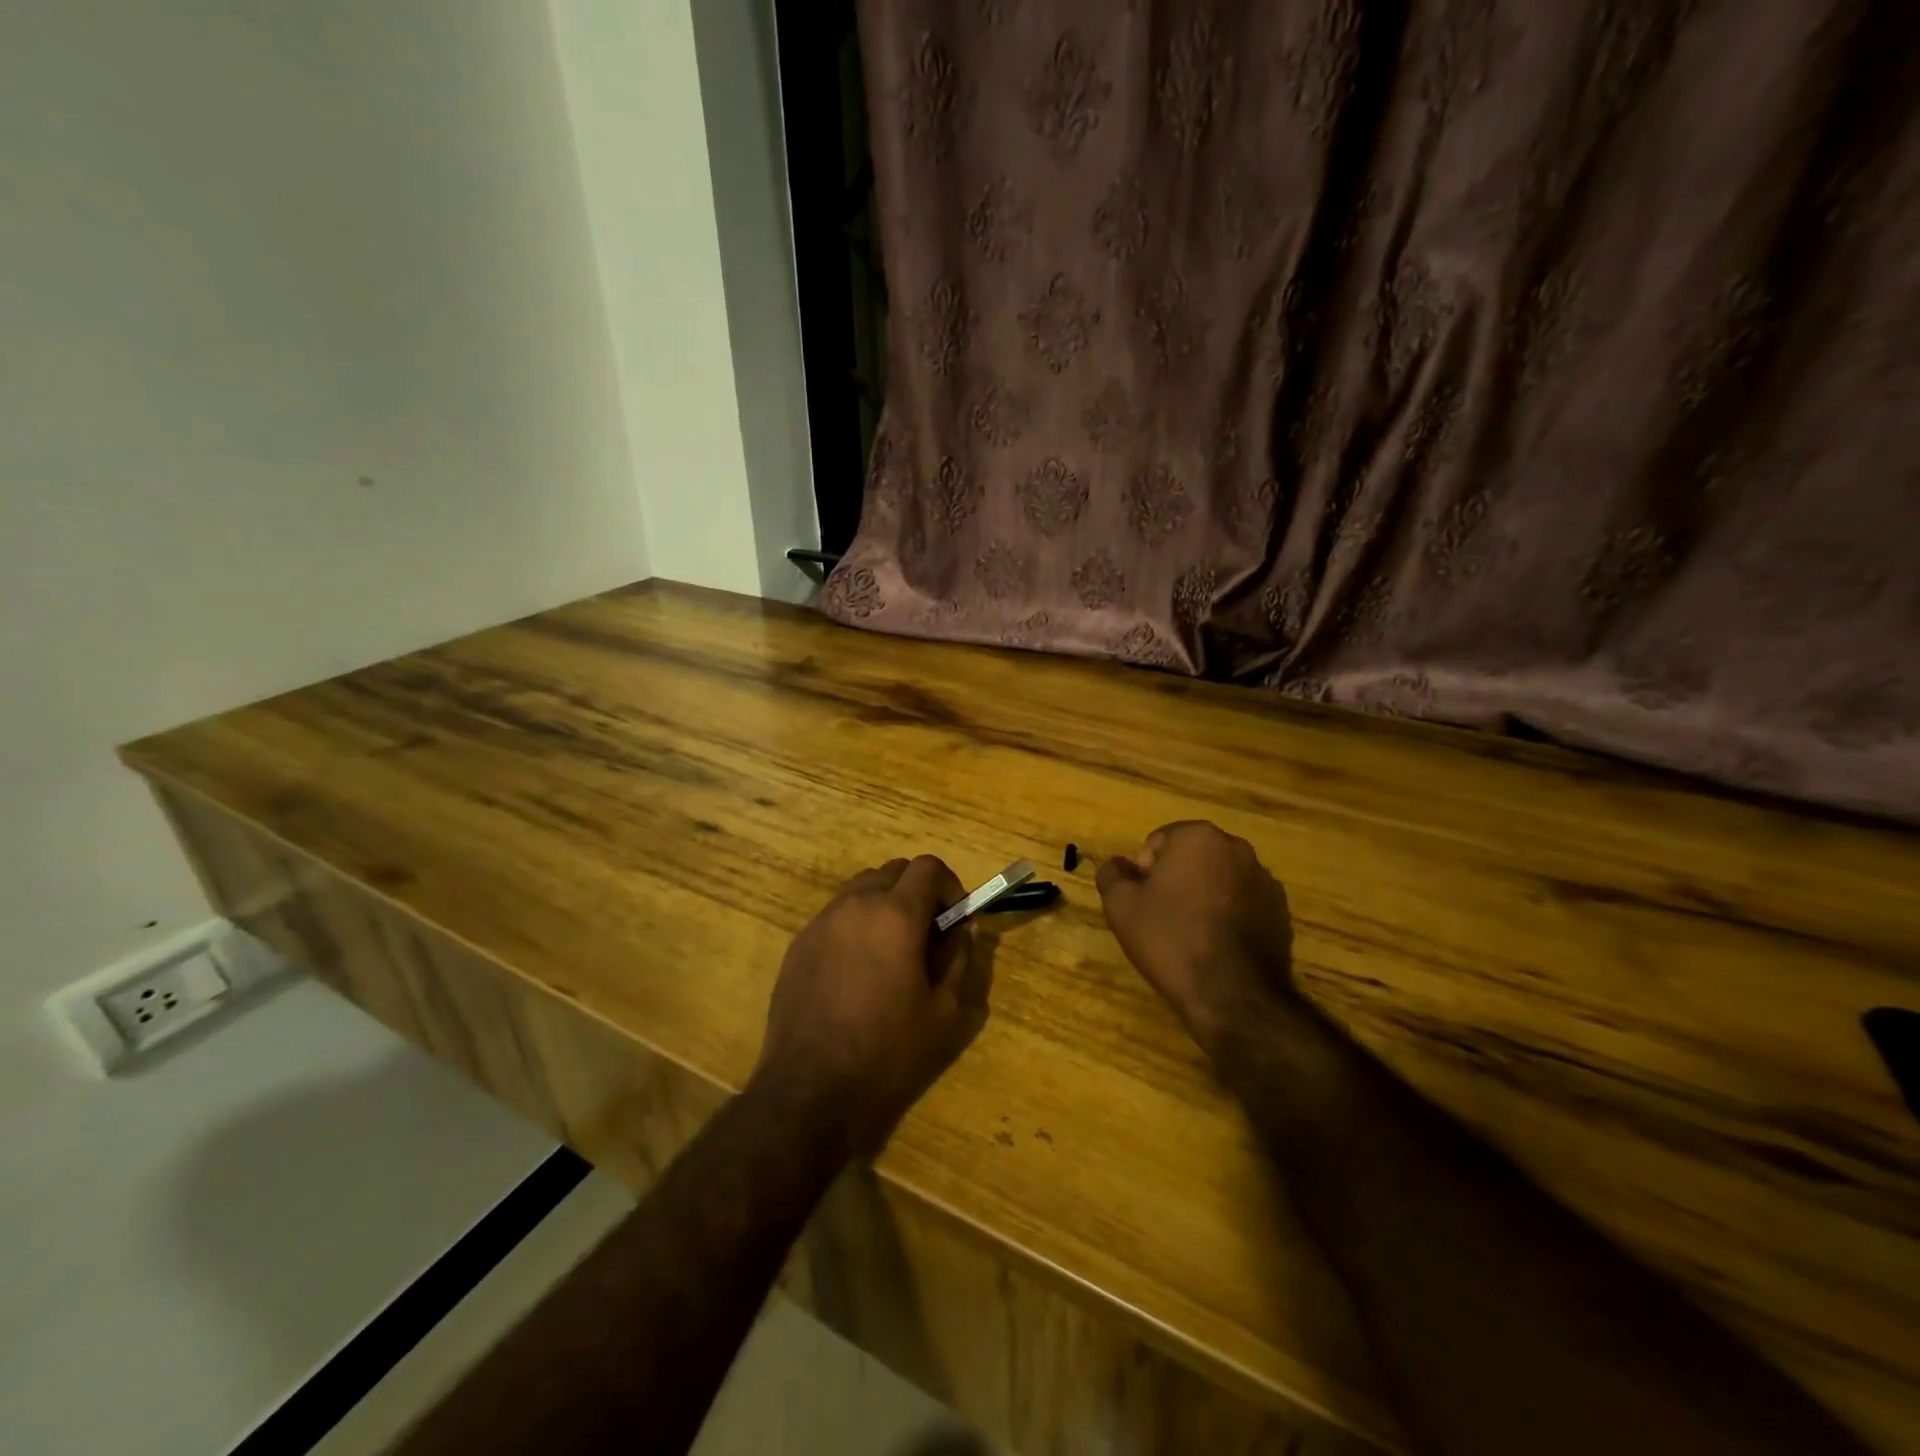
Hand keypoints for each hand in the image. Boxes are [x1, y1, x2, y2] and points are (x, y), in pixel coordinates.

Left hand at [752, 855, 986, 1157]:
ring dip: (885, 904)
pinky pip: (836, 914)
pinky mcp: (799, 943)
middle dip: (918, 892)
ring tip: (891, 950)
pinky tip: (857, 970)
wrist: (810, 1090)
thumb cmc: (887, 1052)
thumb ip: (959, 959)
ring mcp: (822, 921)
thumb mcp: (945, 1012)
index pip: (928, 867)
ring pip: (862, 889)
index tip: (954, 918)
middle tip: (927, 934)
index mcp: (896, 915)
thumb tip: (961, 930)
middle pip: (894, 871)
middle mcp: (856, 905)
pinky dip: (856, 924)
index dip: (949, 886)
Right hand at [1097, 821, 1297, 1054]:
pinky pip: (1243, 903)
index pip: (1158, 842)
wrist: (1232, 995)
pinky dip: (1228, 915)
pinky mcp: (1281, 912)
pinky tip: (1217, 946)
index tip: (1142, 903)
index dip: (1143, 873)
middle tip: (1161, 917)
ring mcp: (1265, 880)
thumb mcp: (1121, 905)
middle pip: (1191, 857)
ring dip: (1203, 896)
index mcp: (1199, 837)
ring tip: (1190, 934)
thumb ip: (1112, 874)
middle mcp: (1237, 848)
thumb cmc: (1171, 939)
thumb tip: (1119, 865)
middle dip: (1175, 880)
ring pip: (1219, 879)